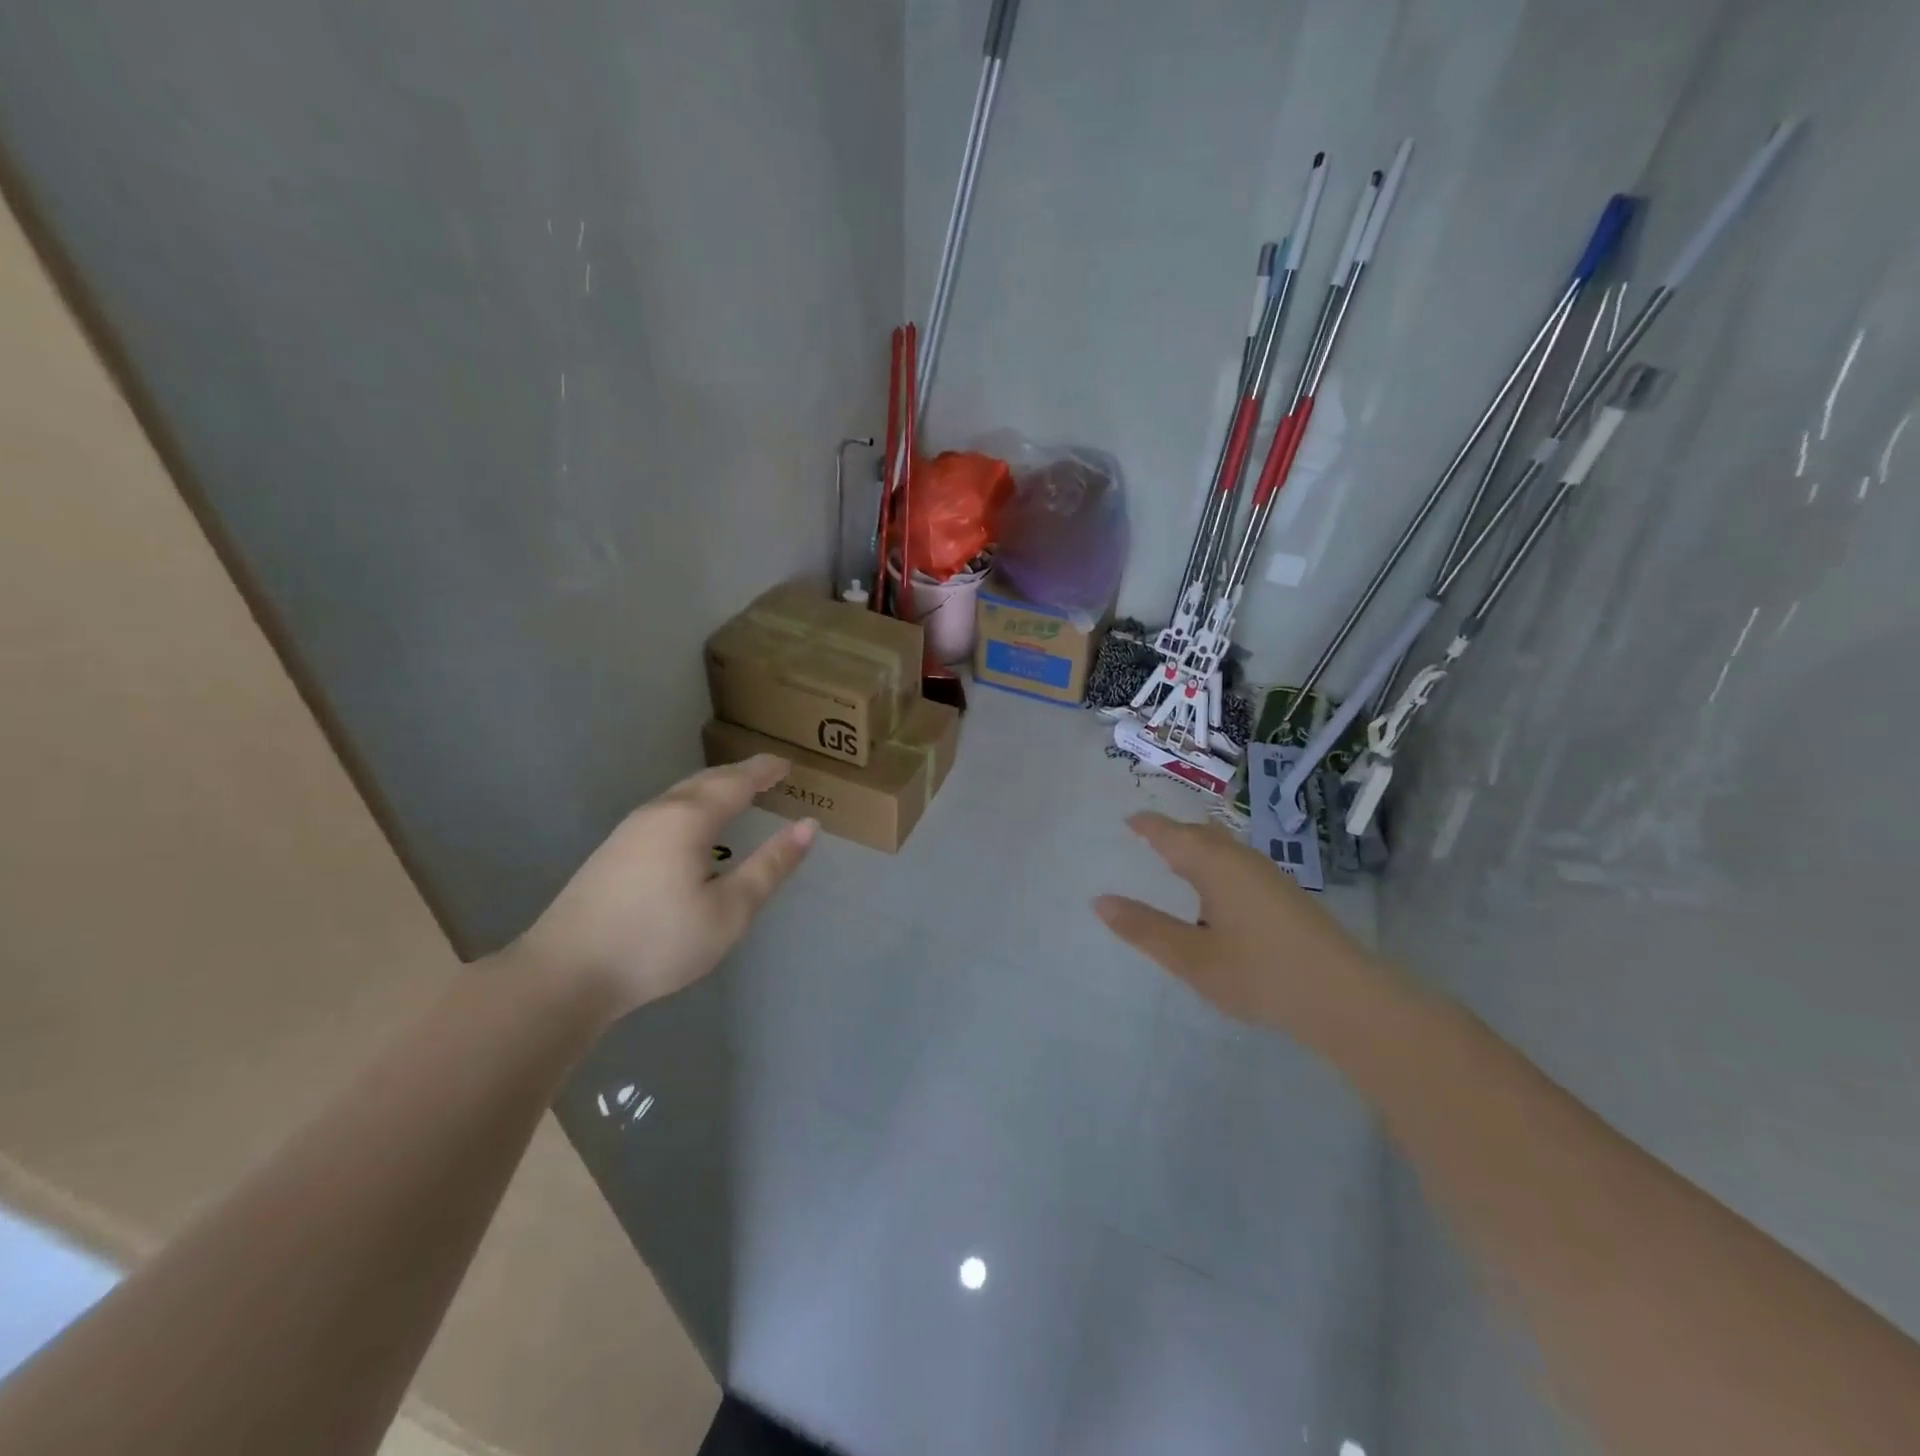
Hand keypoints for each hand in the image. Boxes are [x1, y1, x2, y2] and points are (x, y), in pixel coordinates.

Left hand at [515, 755, 814, 1017]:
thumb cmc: (658, 942)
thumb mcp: (730, 910)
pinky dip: (693, 807)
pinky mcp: (612, 853)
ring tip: (738, 795)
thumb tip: (808, 826)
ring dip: (713, 789)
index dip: (764, 771)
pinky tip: (694, 830)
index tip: (787, 764)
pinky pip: (665, 812)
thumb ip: (770, 866)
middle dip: (739, 775)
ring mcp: (628, 832)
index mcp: (688, 819)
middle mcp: (657, 814)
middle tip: (767, 774)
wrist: (566, 974)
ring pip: (680, 796)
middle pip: (704, 781)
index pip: (735, 782)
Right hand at [1093, 811, 1394, 1047]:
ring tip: (1176, 863)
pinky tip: (1217, 895)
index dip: (1148, 825)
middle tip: (1147, 838)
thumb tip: (1099, 901)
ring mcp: (1269, 876)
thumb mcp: (1191, 957)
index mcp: (1214, 864)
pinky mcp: (1286, 896)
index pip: (1172, 833)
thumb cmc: (1260, 973)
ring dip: (1197, 849)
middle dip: (1172, 833)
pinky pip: (1238, 864)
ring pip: (1224, 849)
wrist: (1346, 999)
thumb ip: (1145, 929)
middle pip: (1200, 834)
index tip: (1128, 820)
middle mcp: (1242, 860)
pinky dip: (1215, 866)